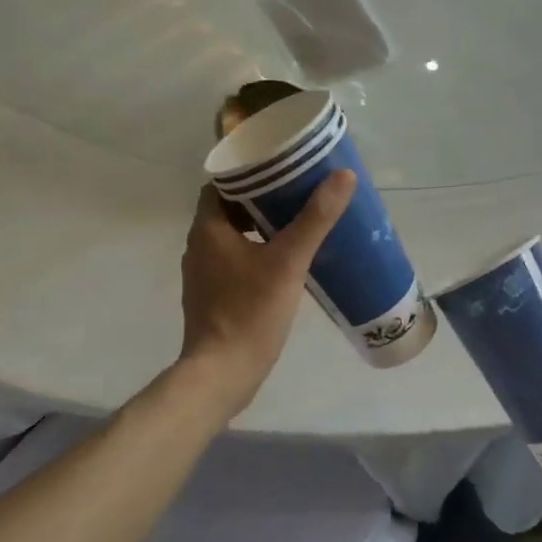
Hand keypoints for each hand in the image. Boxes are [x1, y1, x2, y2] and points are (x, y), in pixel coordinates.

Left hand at [174, 172, 355, 415]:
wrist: (222, 374)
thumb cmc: (250, 312)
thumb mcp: (288, 261)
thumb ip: (314, 218)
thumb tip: (342, 176)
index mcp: (208, 229)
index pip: (221, 184)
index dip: (248, 173)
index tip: (280, 167)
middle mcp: (199, 246)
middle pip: (228, 209)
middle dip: (260, 199)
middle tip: (297, 192)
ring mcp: (203, 274)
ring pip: (231, 236)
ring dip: (258, 227)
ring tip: (296, 222)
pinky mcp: (212, 297)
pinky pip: (233, 261)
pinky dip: (255, 252)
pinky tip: (284, 262)